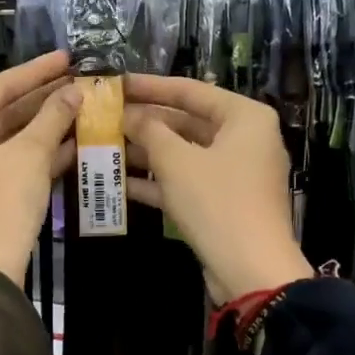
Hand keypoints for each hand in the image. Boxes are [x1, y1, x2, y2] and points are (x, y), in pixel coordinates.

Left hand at [0, 50, 81, 284]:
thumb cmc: (1, 201)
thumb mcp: (31, 155)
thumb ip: (53, 117)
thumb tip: (75, 90)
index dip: (37, 71)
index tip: (67, 56)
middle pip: (2, 113)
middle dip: (43, 101)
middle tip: (79, 81)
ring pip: (7, 139)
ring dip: (44, 128)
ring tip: (83, 107)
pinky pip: (6, 163)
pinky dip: (35, 154)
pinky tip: (73, 142)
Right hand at [124, 74, 311, 302]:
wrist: (251, 270)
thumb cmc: (217, 201)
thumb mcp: (176, 161)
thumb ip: (149, 130)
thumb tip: (128, 114)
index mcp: (244, 117)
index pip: (190, 90)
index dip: (150, 86)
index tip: (116, 84)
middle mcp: (244, 139)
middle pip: (186, 122)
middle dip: (144, 123)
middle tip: (105, 117)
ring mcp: (234, 172)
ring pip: (183, 153)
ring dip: (145, 152)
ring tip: (104, 146)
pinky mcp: (223, 201)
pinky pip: (186, 181)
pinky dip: (157, 180)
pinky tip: (118, 182)